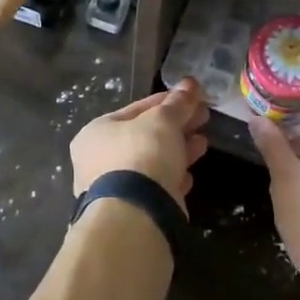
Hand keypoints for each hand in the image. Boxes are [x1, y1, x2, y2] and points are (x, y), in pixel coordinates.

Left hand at [70, 78, 209, 213]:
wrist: (135, 215)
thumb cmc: (141, 155)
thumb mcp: (163, 121)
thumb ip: (178, 103)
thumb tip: (191, 83)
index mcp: (96, 132)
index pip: (137, 108)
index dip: (167, 101)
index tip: (193, 97)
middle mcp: (98, 159)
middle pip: (145, 135)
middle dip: (176, 126)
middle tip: (203, 117)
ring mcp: (113, 188)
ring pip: (152, 162)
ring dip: (178, 150)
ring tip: (203, 142)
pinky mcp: (131, 211)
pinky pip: (155, 187)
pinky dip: (172, 178)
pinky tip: (189, 175)